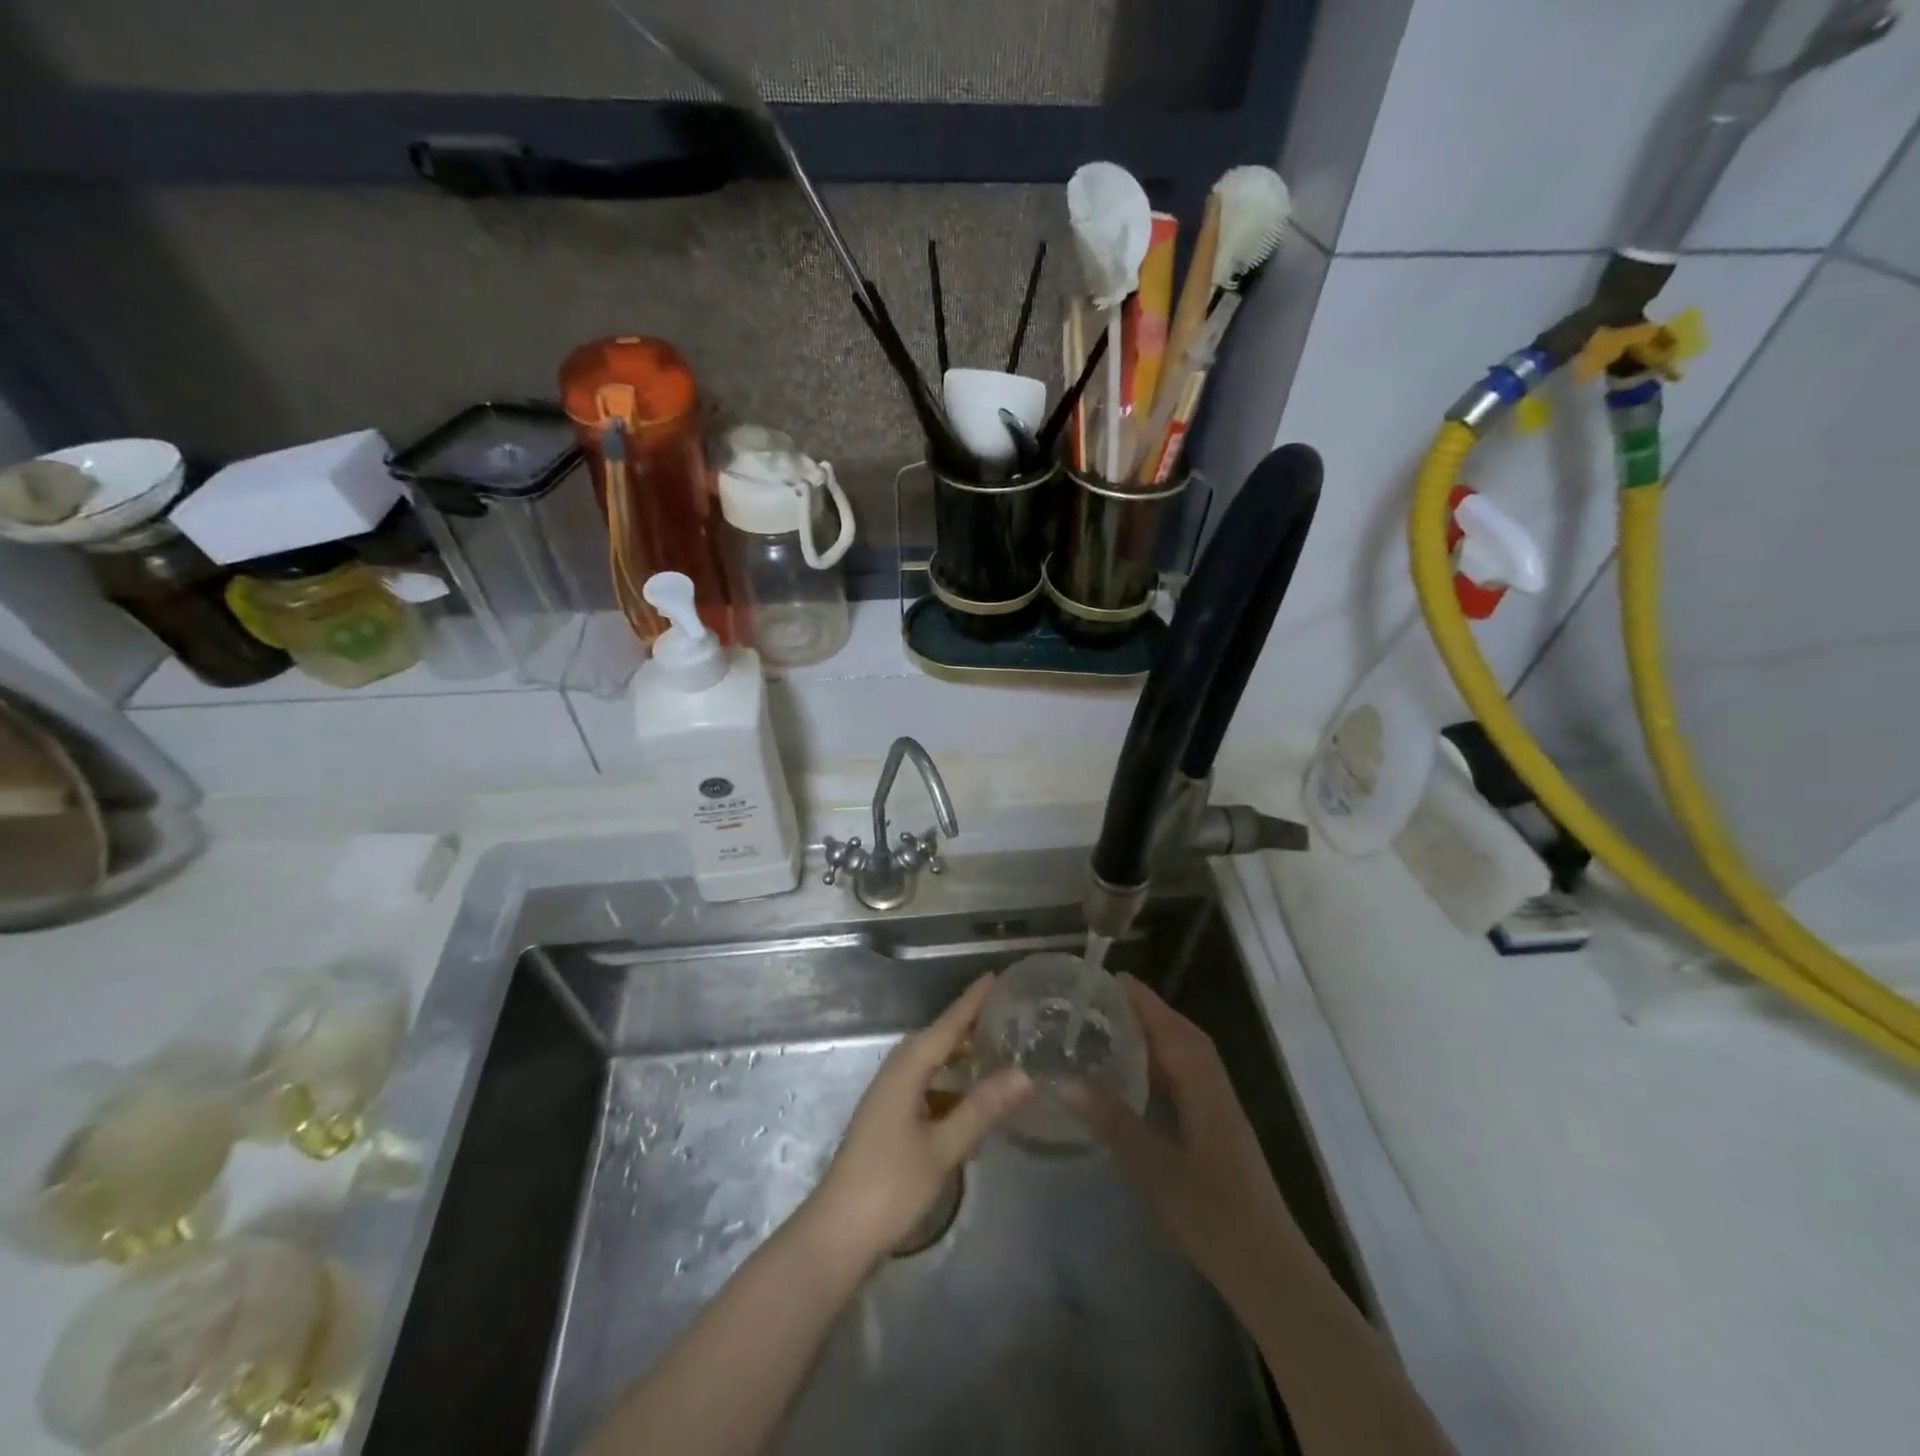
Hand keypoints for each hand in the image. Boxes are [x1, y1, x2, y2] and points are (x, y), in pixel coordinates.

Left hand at [806, 974, 1031, 1263]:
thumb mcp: (943, 1148)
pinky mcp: (888, 1119)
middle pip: (937, 1038)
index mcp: (907, 1068)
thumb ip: (982, 1108)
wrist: (837, 1234)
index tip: (996, 977)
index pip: (947, 1025)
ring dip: (958, 1054)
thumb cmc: (890, 1186)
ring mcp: (889, 1096)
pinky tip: (969, 1098)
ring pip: (930, 1063)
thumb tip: (1024, 1074)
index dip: (972, 1002)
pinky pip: (925, 1085)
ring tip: (994, 1049)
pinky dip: (949, 1083)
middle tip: (1006, 1013)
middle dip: (968, 1024)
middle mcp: (896, 1072)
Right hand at [1063, 974, 1297, 1303]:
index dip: (1142, 1000)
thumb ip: (1112, 1121)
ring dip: (1156, 1033)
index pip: (1171, 1027)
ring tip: (1114, 1026)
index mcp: (1203, 1086)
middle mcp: (1215, 1086)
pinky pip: (1189, 1075)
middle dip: (1146, 1010)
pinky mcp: (1219, 1126)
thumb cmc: (1212, 1216)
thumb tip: (1064, 1082)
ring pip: (1188, 1054)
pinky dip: (1164, 1060)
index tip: (1109, 978)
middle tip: (1102, 1000)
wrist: (1269, 1269)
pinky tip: (1140, 1074)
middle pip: (1182, 1033)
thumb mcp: (1154, 1169)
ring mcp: (1220, 1107)